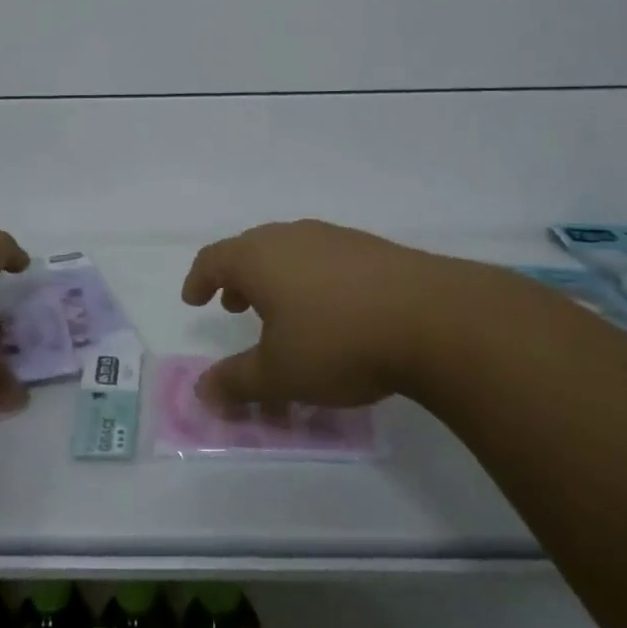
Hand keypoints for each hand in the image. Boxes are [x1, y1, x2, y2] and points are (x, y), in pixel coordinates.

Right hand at [182, 220, 491, 407]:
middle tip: (234, 305)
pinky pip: (324, 258)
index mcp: (259, 257)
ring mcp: (334, 238)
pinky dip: (311, 278)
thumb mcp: (279, 374)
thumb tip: (201, 391)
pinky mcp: (371, 248)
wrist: (432, 318)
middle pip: (251, 249)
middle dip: (237, 278)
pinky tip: (332, 310)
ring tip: (282, 311)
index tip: (194, 299)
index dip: (199, 279)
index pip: (214, 259)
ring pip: (290, 251)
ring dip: (275, 277)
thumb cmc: (337, 342)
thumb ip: (236, 381)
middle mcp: (291, 236)